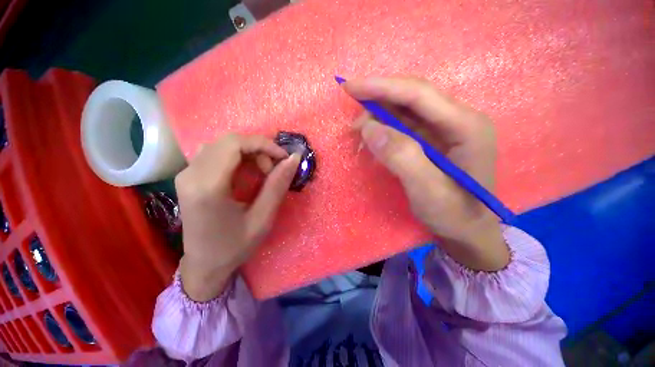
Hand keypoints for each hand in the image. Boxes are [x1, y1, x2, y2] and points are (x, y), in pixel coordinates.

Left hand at [175, 134, 300, 300]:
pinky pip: (216, 153)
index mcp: (207, 187)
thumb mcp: (263, 218)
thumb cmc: (235, 246)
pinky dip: (238, 157)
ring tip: (263, 171)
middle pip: (228, 141)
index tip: (283, 158)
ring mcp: (186, 174)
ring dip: (248, 152)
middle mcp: (191, 174)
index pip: (235, 144)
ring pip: (222, 145)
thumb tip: (294, 158)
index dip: (263, 145)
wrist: (204, 264)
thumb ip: (278, 185)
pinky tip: (247, 173)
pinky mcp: (189, 176)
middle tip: (273, 169)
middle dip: (258, 149)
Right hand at [343, 77, 508, 271]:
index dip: (382, 87)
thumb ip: (401, 157)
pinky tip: (373, 142)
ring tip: (360, 135)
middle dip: (378, 103)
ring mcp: (445, 129)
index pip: (418, 94)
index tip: (350, 87)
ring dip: (379, 118)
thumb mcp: (428, 191)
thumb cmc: (454, 215)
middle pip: (411, 98)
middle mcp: (457, 120)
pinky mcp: (433, 140)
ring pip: (405, 111)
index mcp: (465, 126)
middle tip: (353, 122)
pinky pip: (404, 126)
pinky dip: (384, 130)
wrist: (468, 231)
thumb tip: (369, 128)